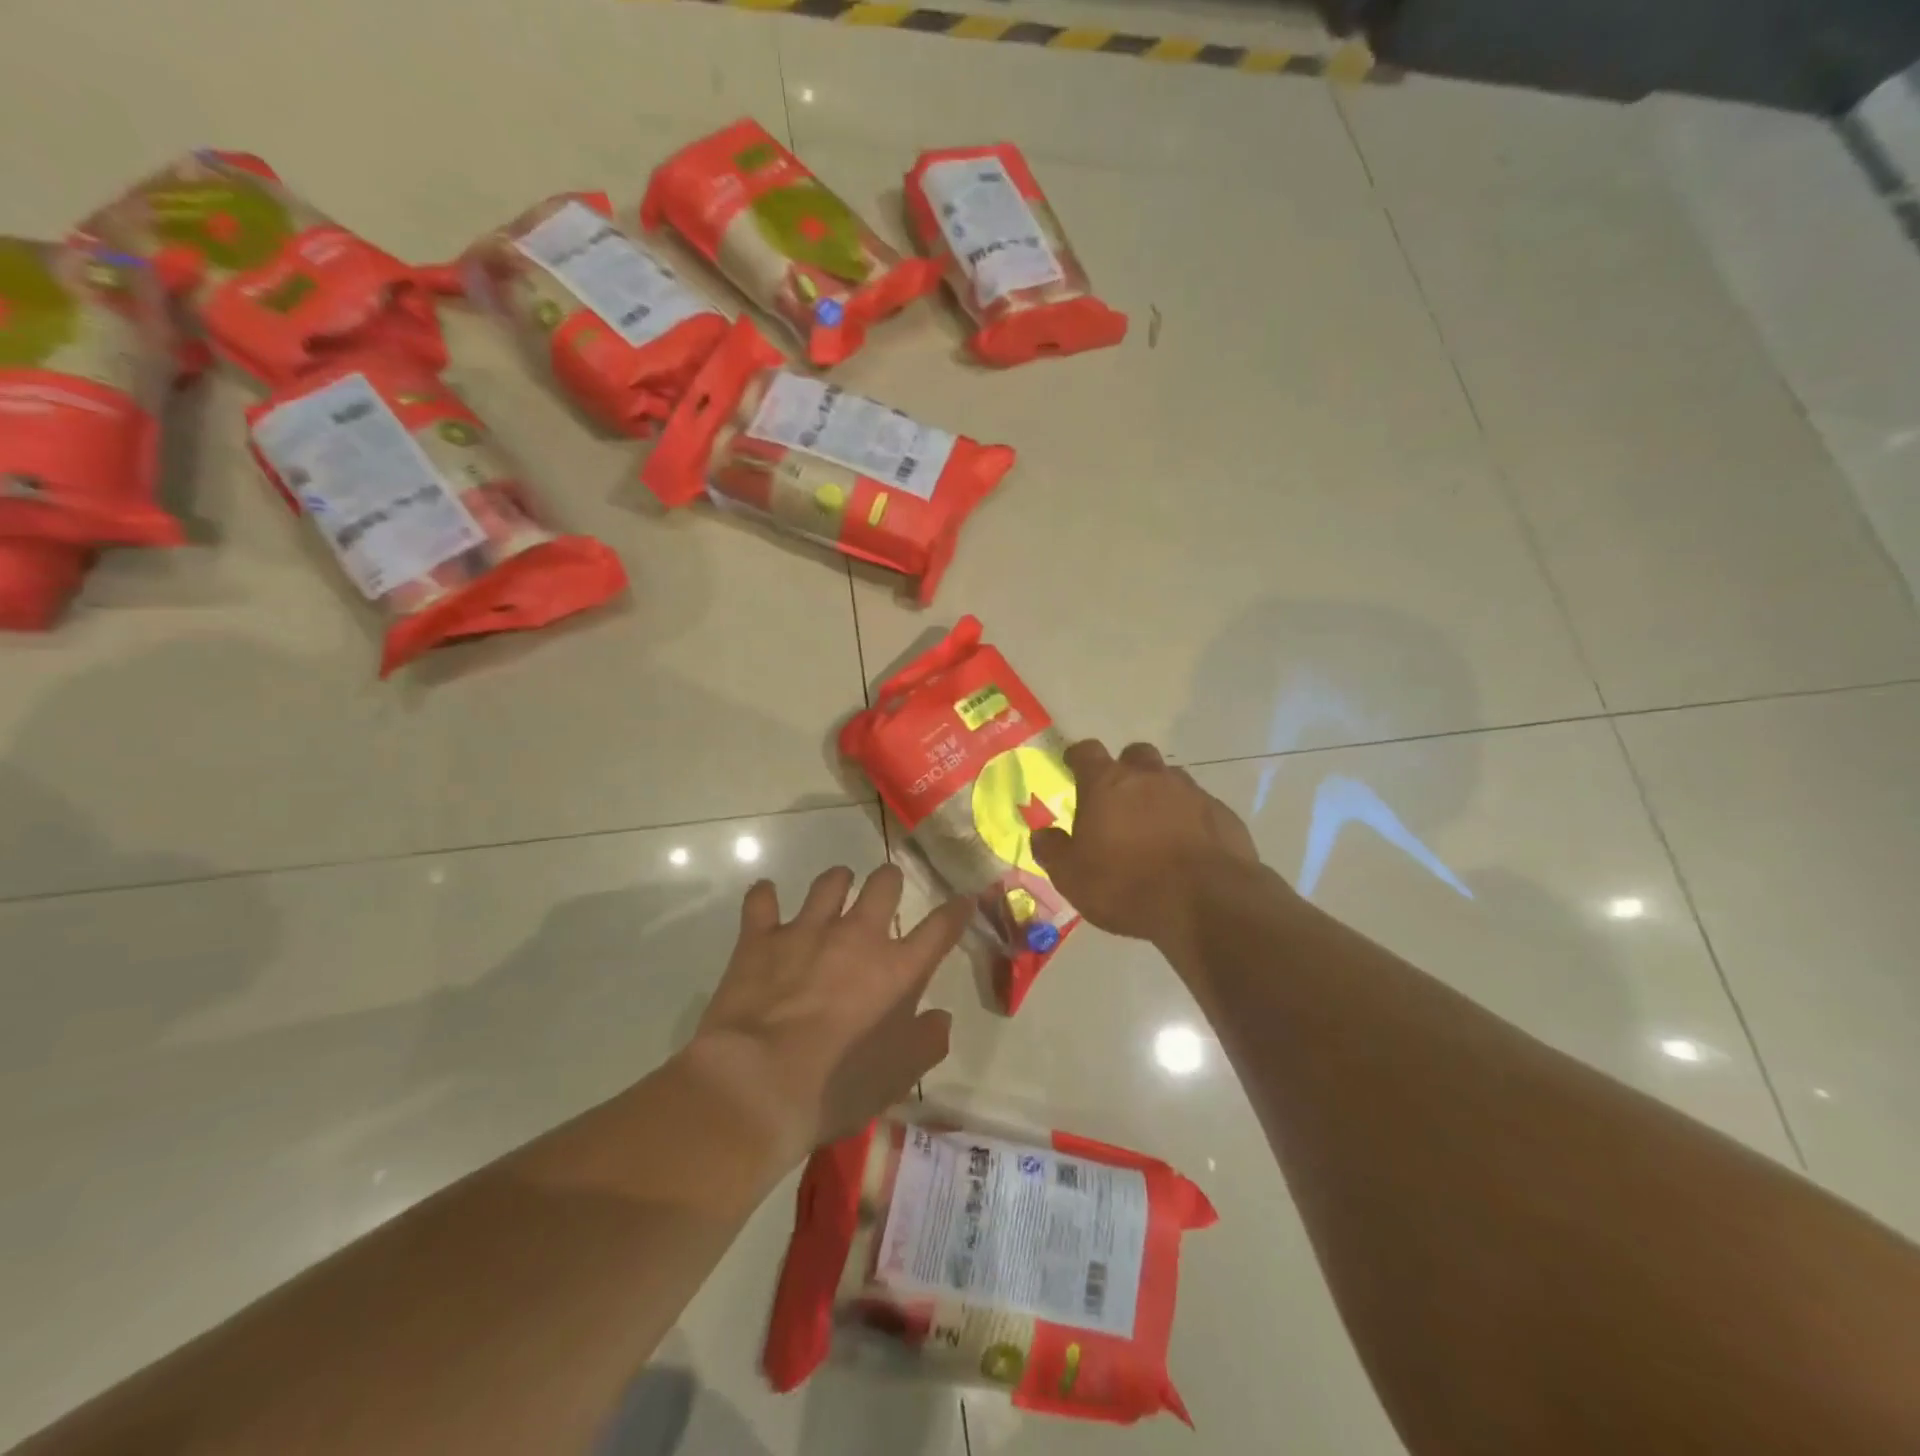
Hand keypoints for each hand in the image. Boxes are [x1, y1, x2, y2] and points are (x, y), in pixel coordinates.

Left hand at [686, 864, 970, 1161]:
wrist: (758, 1084)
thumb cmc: (838, 1086)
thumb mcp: (899, 1077)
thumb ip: (928, 1042)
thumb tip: (940, 1018)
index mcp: (898, 969)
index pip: (940, 928)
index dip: (956, 910)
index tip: (963, 899)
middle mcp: (857, 937)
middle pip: (884, 884)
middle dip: (890, 880)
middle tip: (886, 889)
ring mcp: (807, 931)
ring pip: (829, 883)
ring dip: (836, 882)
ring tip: (836, 887)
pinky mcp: (760, 939)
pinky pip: (761, 900)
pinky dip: (764, 896)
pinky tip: (765, 897)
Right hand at [1031, 739, 1261, 945]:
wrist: (1207, 902)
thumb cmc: (1127, 885)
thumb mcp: (1072, 877)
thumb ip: (1052, 850)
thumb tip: (1041, 834)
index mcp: (1107, 784)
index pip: (1087, 752)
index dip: (1078, 757)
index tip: (1073, 766)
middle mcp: (1150, 777)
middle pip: (1135, 755)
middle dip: (1126, 770)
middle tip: (1118, 799)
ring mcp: (1191, 792)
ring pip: (1171, 779)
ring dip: (1159, 794)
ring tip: (1154, 826)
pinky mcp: (1222, 814)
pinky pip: (1200, 807)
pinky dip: (1189, 819)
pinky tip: (1186, 847)